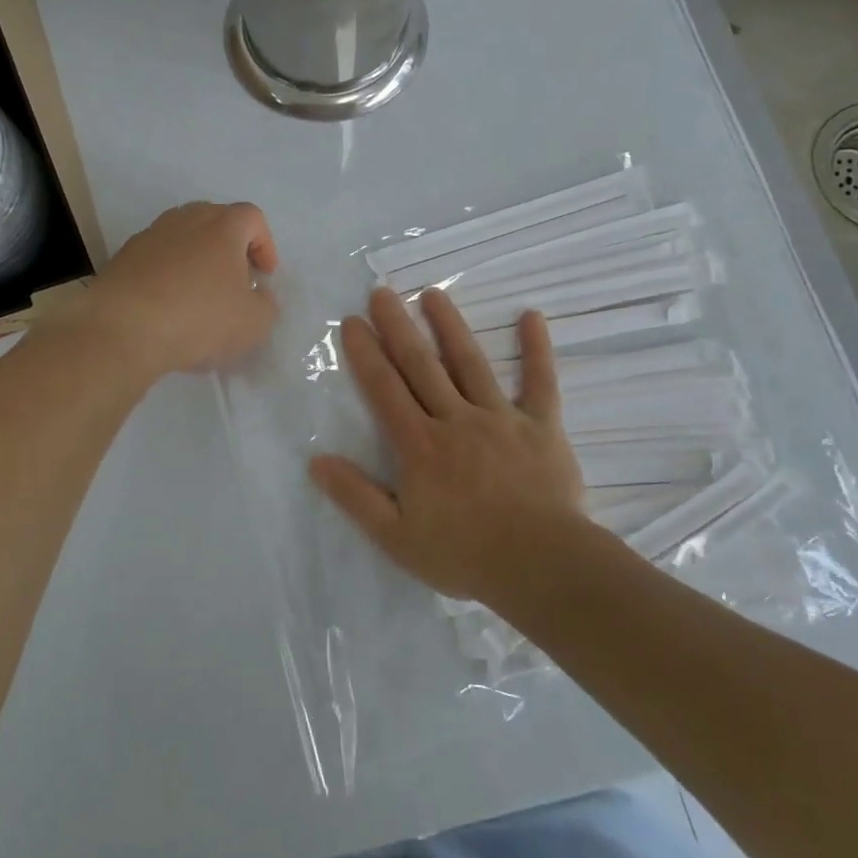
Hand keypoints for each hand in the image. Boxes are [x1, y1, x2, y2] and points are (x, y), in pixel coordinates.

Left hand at [68, 201, 279, 379]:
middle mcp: (185, 220)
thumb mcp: (254, 323)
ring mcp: (150, 236)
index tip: (264, 276)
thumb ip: (266, 304)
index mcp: (222, 227)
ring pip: (182, 237)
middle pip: (214, 219)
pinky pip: (156, 259)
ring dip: (195, 259)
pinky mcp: (123, 258)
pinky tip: (167, 307)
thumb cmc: (199, 319)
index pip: (252, 217)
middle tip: (234, 280)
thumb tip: (257, 294)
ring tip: (198, 295)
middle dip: (229, 246)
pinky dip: (167, 275)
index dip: (264, 244)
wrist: (123, 329)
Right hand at [310, 287, 588, 605]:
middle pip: (421, 366)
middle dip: (398, 327)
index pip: (385, 390)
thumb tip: (316, 461)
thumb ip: (356, 497)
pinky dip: (537, 349)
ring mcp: (501, 418)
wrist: (541, 566)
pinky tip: (532, 316)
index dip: (365, 354)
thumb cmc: (464, 554)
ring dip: (450, 326)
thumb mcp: (396, 536)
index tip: (351, 322)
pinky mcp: (541, 426)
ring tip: (433, 294)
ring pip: (470, 363)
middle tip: (381, 292)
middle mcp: (456, 420)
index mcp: (420, 445)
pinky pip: (541, 382)